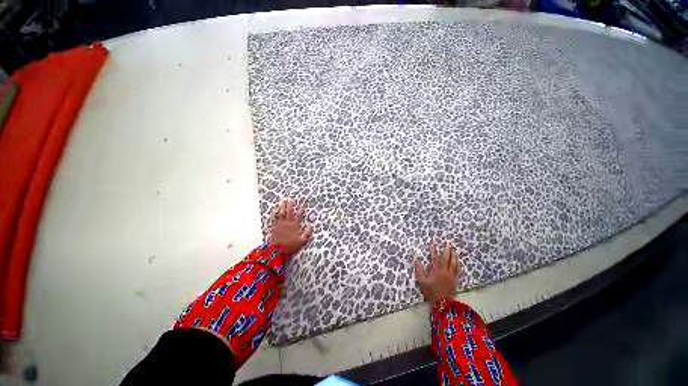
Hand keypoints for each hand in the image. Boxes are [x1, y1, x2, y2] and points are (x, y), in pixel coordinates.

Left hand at [268, 199, 313, 255]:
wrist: (277, 250)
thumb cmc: (290, 246)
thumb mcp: (302, 241)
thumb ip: (307, 233)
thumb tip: (311, 226)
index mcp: (295, 225)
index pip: (299, 216)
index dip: (300, 210)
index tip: (302, 205)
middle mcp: (287, 223)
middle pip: (289, 212)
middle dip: (290, 205)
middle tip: (291, 199)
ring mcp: (280, 224)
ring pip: (281, 213)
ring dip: (282, 207)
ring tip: (283, 201)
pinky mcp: (274, 226)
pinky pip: (273, 218)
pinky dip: (274, 213)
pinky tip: (274, 209)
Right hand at [414, 241, 460, 303]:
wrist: (442, 303)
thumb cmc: (430, 291)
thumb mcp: (421, 280)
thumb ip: (419, 269)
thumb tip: (416, 258)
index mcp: (436, 270)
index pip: (434, 257)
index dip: (433, 249)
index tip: (433, 242)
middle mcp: (444, 271)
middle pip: (446, 258)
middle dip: (446, 250)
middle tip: (448, 243)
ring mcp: (450, 275)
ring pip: (453, 263)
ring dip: (453, 255)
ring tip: (454, 249)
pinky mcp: (455, 280)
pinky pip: (457, 270)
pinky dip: (457, 264)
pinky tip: (458, 261)